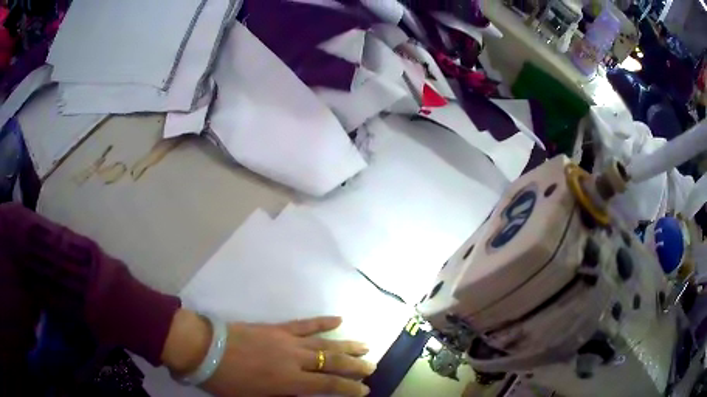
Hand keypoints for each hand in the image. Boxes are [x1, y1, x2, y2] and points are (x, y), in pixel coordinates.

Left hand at [162, 310, 374, 395]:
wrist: (204, 349)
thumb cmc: (227, 381)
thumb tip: (303, 394)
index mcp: (289, 381)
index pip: (328, 385)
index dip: (349, 388)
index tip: (365, 390)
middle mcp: (294, 359)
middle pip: (332, 361)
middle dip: (355, 365)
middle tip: (371, 366)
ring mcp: (287, 340)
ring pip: (324, 342)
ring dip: (347, 345)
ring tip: (365, 346)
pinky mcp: (277, 327)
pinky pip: (305, 324)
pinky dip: (323, 322)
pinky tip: (338, 320)